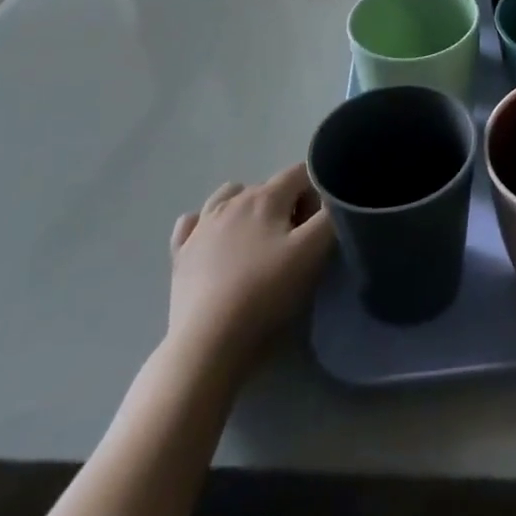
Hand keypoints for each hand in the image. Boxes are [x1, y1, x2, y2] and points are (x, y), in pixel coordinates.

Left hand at [166, 164, 333, 374]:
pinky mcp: (181, 254)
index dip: (317, 195)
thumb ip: (331, 216)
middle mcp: (231, 201)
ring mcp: (201, 226)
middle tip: (296, 244)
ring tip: (259, 242)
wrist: (207, 342)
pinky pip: (194, 222)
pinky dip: (207, 224)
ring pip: (229, 196)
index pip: (301, 173)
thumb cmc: (265, 292)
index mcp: (265, 196)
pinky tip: (216, 243)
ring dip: (249, 208)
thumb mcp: (313, 252)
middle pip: (270, 186)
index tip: (317, 228)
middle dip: (288, 205)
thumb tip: (334, 200)